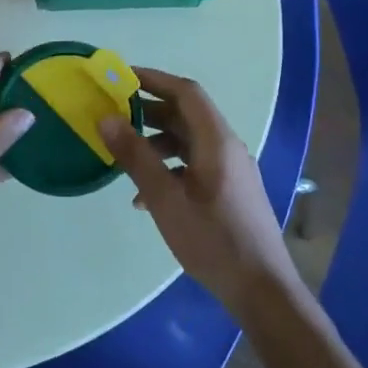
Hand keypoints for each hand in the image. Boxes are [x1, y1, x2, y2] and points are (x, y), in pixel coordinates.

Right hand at [100, 66, 299, 319]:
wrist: (261, 289)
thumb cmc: (212, 241)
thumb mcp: (165, 199)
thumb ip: (135, 156)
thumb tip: (106, 118)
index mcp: (217, 141)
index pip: (186, 92)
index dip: (153, 79)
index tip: (120, 77)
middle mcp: (228, 147)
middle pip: (187, 115)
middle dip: (149, 111)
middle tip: (113, 115)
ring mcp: (231, 170)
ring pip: (189, 141)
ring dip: (156, 142)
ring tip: (123, 156)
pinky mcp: (229, 191)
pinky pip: (195, 164)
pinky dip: (168, 167)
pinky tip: (144, 195)